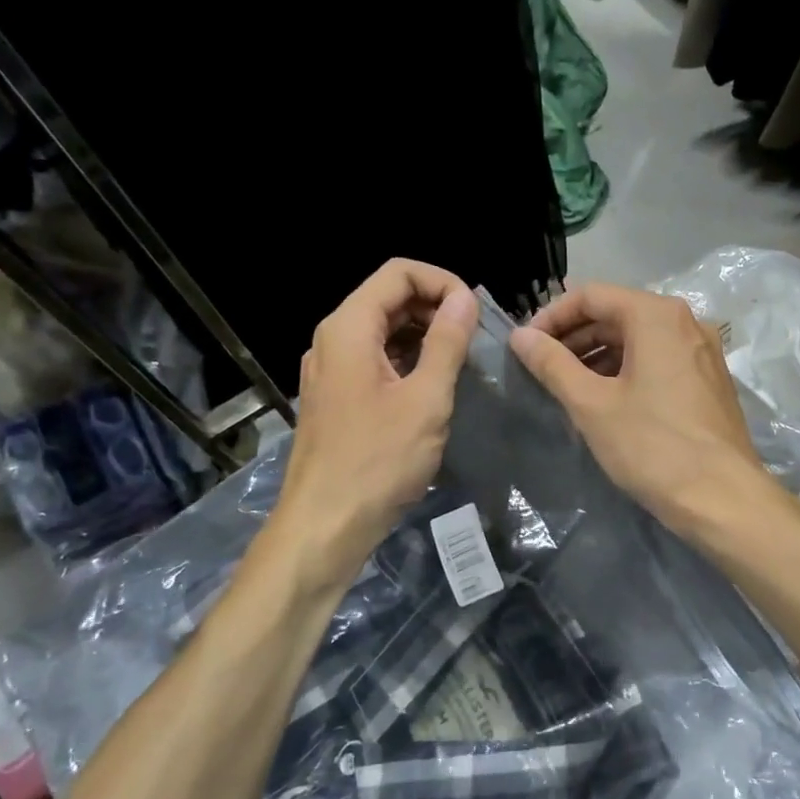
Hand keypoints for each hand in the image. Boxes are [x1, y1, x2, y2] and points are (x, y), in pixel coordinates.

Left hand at [270, 259, 477, 584]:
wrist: (325, 526)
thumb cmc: (378, 461)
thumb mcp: (425, 399)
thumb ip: (447, 343)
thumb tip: (464, 298)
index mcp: (349, 329)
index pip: (398, 272)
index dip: (441, 281)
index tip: (474, 313)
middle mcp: (332, 340)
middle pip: (387, 297)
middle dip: (434, 306)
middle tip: (473, 338)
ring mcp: (330, 370)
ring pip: (381, 330)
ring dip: (423, 335)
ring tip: (459, 362)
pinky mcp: (335, 397)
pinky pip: (373, 360)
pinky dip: (406, 360)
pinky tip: (432, 387)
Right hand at [509, 283, 767, 532]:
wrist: (722, 497)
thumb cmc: (652, 446)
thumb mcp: (592, 404)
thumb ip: (552, 364)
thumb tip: (521, 336)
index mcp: (657, 315)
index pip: (592, 295)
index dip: (552, 315)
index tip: (526, 345)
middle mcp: (686, 321)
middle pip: (617, 313)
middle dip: (575, 337)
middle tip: (542, 367)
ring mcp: (703, 351)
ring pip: (639, 339)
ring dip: (599, 355)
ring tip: (568, 386)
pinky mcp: (709, 380)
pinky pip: (660, 360)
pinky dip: (627, 370)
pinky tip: (606, 400)